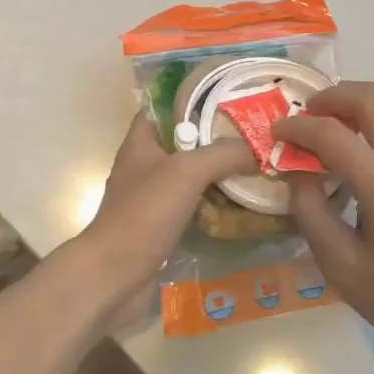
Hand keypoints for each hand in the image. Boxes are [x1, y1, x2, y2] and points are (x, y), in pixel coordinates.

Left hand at [72, 110, 253, 327]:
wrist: (115, 274)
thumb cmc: (145, 212)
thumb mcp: (187, 171)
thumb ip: (223, 153)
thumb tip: (258, 149)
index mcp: (140, 142)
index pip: (164, 107)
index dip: (193, 100)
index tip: (228, 98)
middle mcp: (144, 165)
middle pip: (183, 142)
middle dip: (215, 138)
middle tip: (253, 134)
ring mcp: (151, 198)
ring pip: (190, 176)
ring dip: (217, 173)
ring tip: (255, 165)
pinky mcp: (160, 227)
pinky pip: (192, 206)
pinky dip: (213, 204)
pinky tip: (241, 204)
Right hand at [275, 82, 373, 373]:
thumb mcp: (342, 267)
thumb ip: (311, 213)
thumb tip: (297, 173)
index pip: (334, 135)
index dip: (299, 128)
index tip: (277, 132)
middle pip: (373, 101)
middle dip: (334, 97)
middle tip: (307, 111)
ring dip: (366, 96)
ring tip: (339, 112)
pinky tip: (373, 134)